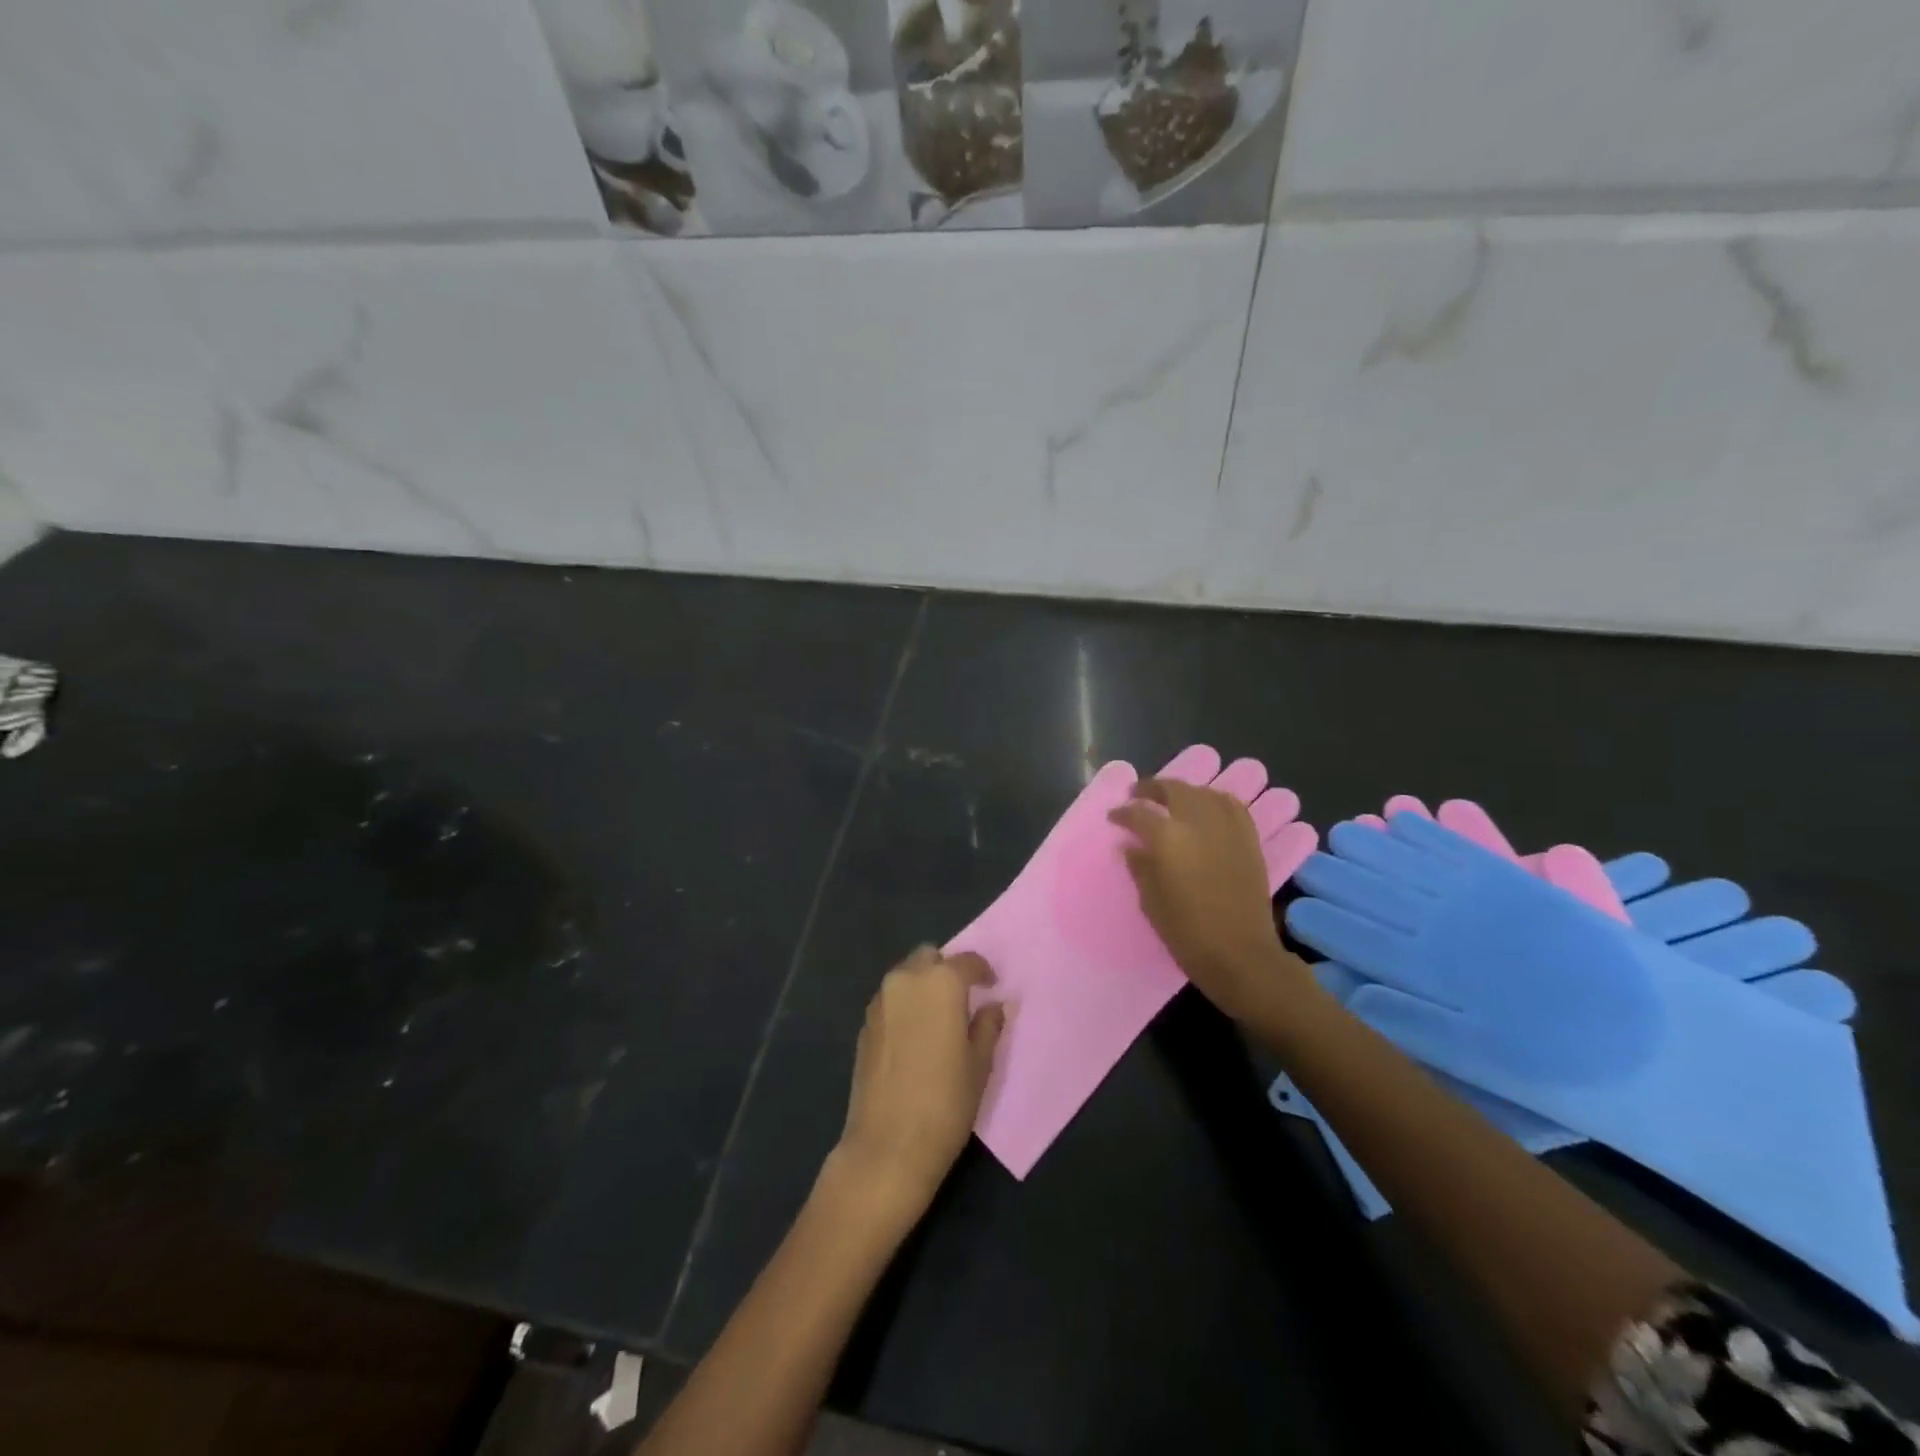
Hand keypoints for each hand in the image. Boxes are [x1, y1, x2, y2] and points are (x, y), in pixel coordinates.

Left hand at [831, 947, 1005, 1213]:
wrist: (887, 1147)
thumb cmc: (945, 1103)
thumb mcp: (980, 1065)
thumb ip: (988, 1025)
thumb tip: (993, 1006)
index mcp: (940, 983)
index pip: (967, 961)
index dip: (983, 972)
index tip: (992, 987)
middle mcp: (906, 980)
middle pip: (929, 958)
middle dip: (947, 970)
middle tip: (962, 999)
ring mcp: (880, 1001)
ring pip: (906, 975)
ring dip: (923, 985)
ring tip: (939, 1017)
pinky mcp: (864, 1024)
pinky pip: (890, 999)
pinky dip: (905, 1004)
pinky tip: (915, 1035)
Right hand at [1109, 778, 1313, 1019]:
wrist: (1240, 955)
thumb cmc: (1187, 933)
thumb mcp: (1151, 901)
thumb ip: (1139, 866)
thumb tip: (1131, 846)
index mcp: (1168, 838)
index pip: (1138, 813)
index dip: (1122, 813)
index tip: (1113, 817)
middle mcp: (1198, 822)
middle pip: (1173, 790)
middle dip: (1152, 789)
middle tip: (1138, 795)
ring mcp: (1228, 828)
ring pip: (1203, 793)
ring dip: (1184, 791)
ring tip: (1172, 800)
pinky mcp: (1249, 839)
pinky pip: (1232, 806)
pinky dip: (1215, 800)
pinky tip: (1207, 808)